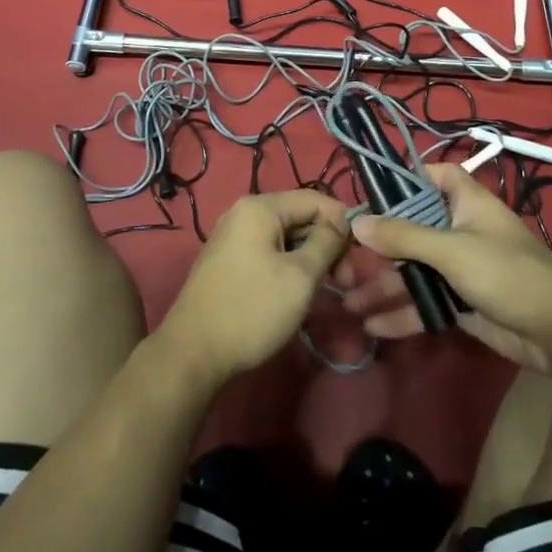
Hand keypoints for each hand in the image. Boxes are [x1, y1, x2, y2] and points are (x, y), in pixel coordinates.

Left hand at [158, 189, 352, 387]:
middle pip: (299, 216)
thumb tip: (342, 223)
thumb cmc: (252, 309)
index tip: (358, 258)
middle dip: (326, 244)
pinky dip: (289, 265)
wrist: (193, 352)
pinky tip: (299, 291)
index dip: (342, 223)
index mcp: (260, 207)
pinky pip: (268, 251)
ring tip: (325, 290)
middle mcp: (244, 212)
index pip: (315, 199)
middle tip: (344, 283)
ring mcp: (233, 236)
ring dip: (309, 257)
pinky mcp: (228, 260)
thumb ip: (326, 243)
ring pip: (285, 236)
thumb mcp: (300, 276)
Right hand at [344, 164, 551, 373]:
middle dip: (380, 245)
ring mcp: (461, 268)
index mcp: (466, 202)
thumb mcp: (451, 249)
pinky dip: (402, 312)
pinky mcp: (462, 303)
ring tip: (347, 300)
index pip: (434, 176)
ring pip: (415, 269)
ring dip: (384, 284)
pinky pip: (425, 301)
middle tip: (343, 256)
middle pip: (413, 228)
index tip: (371, 193)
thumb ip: (403, 236)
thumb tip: (357, 222)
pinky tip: (373, 325)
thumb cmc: (506, 272)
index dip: (406, 179)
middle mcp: (460, 229)